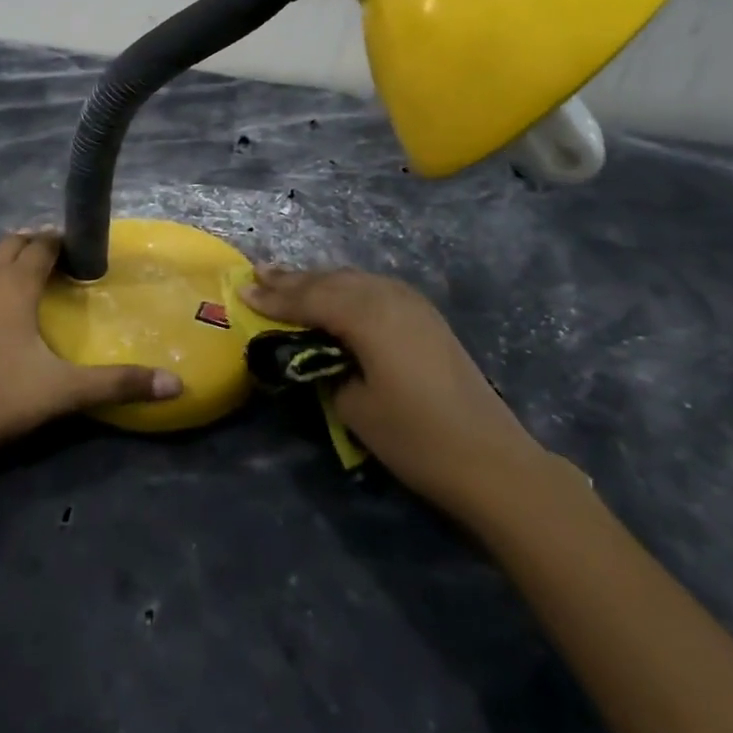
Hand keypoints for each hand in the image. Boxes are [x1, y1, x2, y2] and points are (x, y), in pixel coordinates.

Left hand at [0, 232, 182, 476]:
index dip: (61, 241)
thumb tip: (177, 385)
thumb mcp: (62, 392)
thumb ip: (118, 384)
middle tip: (56, 252)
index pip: (42, 249)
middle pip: (9, 247)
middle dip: (33, 243)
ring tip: (16, 259)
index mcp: (15, 288)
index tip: (81, 246)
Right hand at [241, 267, 549, 517]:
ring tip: (287, 277)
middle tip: (258, 272)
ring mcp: (413, 305)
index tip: (241, 291)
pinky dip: (347, 288)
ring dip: (320, 280)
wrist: (490, 460)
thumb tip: (318, 351)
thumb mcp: (354, 405)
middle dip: (293, 279)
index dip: (274, 298)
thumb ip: (327, 367)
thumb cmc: (415, 437)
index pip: (310, 299)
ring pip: (355, 280)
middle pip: (332, 281)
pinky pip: (375, 289)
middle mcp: (390, 297)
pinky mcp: (427, 318)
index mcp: (368, 316)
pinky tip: (336, 291)